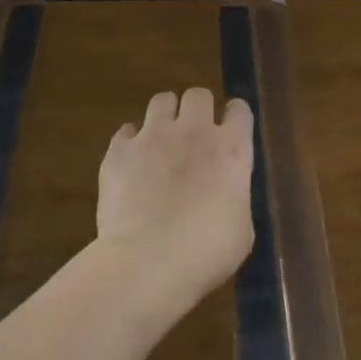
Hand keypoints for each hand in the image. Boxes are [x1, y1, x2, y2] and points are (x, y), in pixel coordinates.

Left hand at [96, 88, 255, 309]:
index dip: (235, 118)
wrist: (146, 264)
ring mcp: (153, 136)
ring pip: (161, 100)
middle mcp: (194, 131)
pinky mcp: (119, 150)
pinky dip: (131, 142)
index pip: (239, 111)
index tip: (231, 130)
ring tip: (161, 140)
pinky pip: (126, 131)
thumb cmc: (205, 254)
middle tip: (194, 135)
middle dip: (198, 109)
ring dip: (165, 116)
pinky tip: (131, 162)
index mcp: (231, 149)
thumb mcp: (241, 231)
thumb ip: (236, 198)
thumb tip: (227, 195)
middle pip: (198, 95)